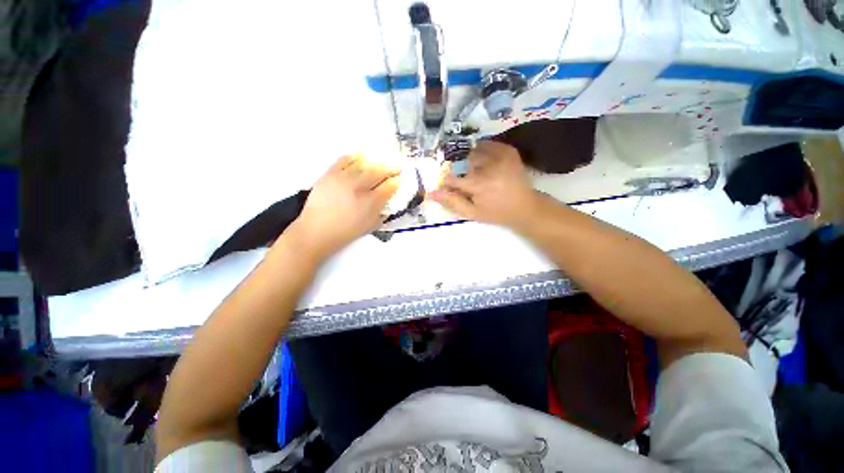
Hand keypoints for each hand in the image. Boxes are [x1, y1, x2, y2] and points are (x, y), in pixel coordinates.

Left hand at [288, 155, 399, 260]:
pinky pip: (345, 159)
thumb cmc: (346, 232)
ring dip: (376, 161)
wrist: (316, 230)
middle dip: (391, 168)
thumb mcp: (370, 226)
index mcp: (370, 203)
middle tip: (397, 166)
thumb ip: (383, 213)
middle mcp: (358, 187)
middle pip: (379, 171)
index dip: (397, 181)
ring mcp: (343, 178)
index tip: (401, 179)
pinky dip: (356, 156)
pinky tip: (362, 157)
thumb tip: (389, 200)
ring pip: (364, 163)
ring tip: (382, 161)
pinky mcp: (330, 174)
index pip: (389, 186)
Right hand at [429, 141, 540, 228]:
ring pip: (474, 153)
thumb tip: (431, 193)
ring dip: (472, 162)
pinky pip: (488, 145)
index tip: (453, 188)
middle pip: (463, 164)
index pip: (452, 179)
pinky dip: (483, 151)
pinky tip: (486, 162)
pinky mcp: (509, 151)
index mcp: (479, 185)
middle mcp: (488, 167)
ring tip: (480, 174)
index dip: (449, 183)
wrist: (525, 207)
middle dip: (462, 173)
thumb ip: (452, 202)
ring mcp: (500, 156)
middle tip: (472, 184)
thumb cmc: (496, 213)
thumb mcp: (472, 213)